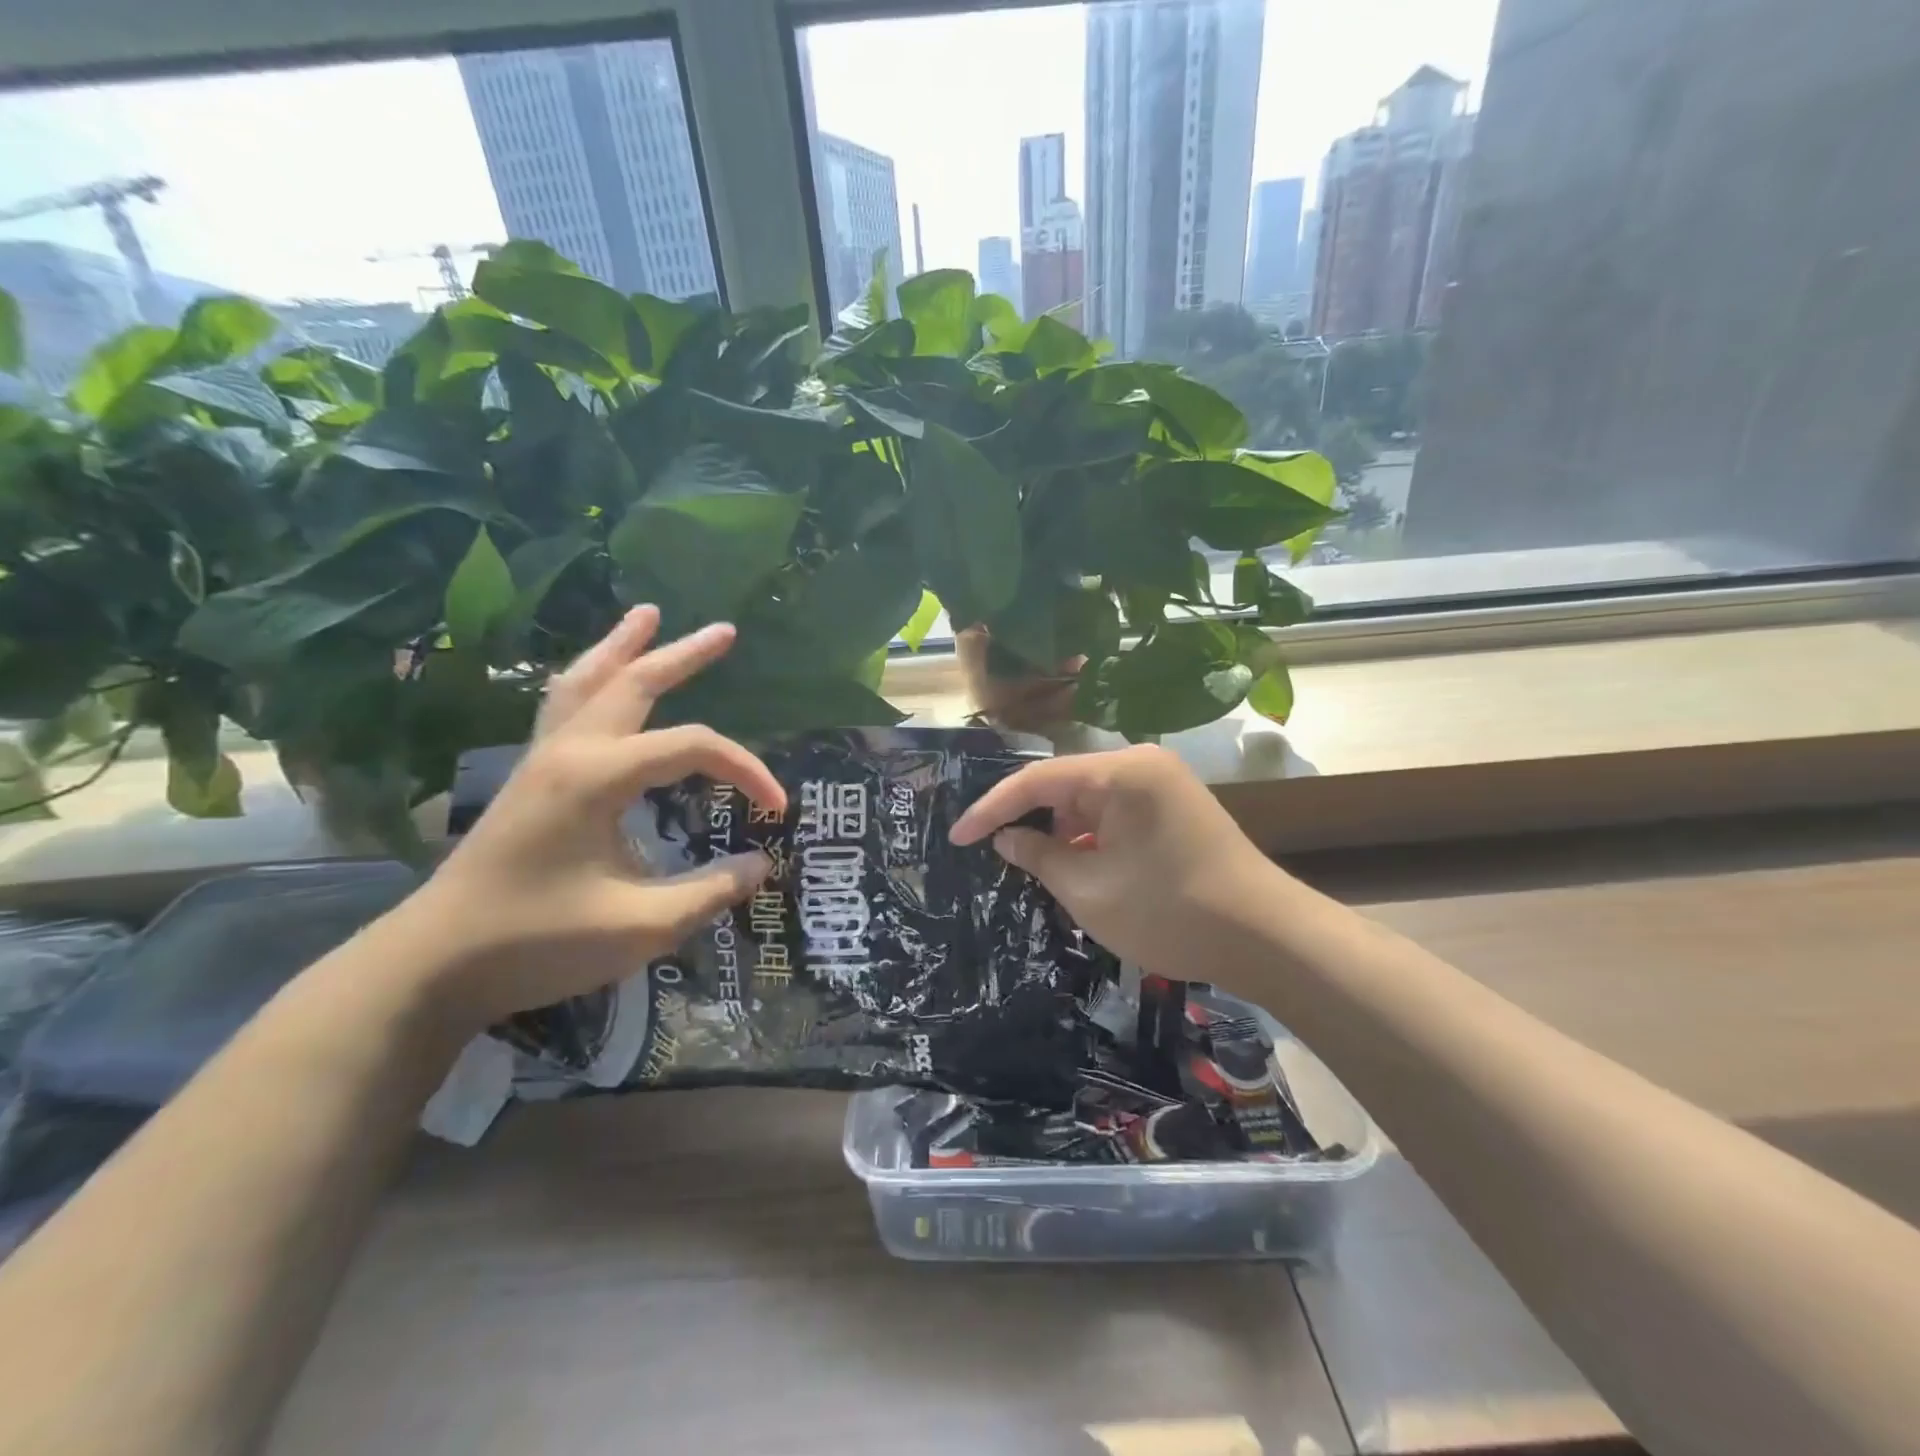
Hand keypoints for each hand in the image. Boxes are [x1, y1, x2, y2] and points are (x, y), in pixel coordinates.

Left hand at [405, 606, 784, 1028]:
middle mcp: (569, 752)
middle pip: (634, 684)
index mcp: (599, 777)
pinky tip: (595, 680)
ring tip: (646, 615)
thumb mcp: (641, 926)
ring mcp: (541, 761)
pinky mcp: (528, 779)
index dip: (746, 769)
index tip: (776, 809)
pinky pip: (561, 707)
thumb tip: (761, 863)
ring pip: (585, 683)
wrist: (432, 965)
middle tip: (725, 631)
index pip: (694, 748)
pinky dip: (588, 680)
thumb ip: (709, 891)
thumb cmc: (538, 942)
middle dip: (682, 654)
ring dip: (621, 646)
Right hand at [948, 745, 1278, 978]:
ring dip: (1058, 831)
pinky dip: (1089, 838)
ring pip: (1089, 801)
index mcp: (1121, 771)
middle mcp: (1141, 764)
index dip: (991, 808)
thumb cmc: (1170, 911)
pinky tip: (1069, 865)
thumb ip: (1039, 857)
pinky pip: (1114, 814)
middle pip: (1064, 784)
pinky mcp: (1173, 808)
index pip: (1037, 779)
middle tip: (987, 850)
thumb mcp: (1090, 890)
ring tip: (1024, 864)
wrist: (1267, 938)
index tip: (957, 837)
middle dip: (1026, 818)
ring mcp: (1161, 785)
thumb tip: (1006, 839)